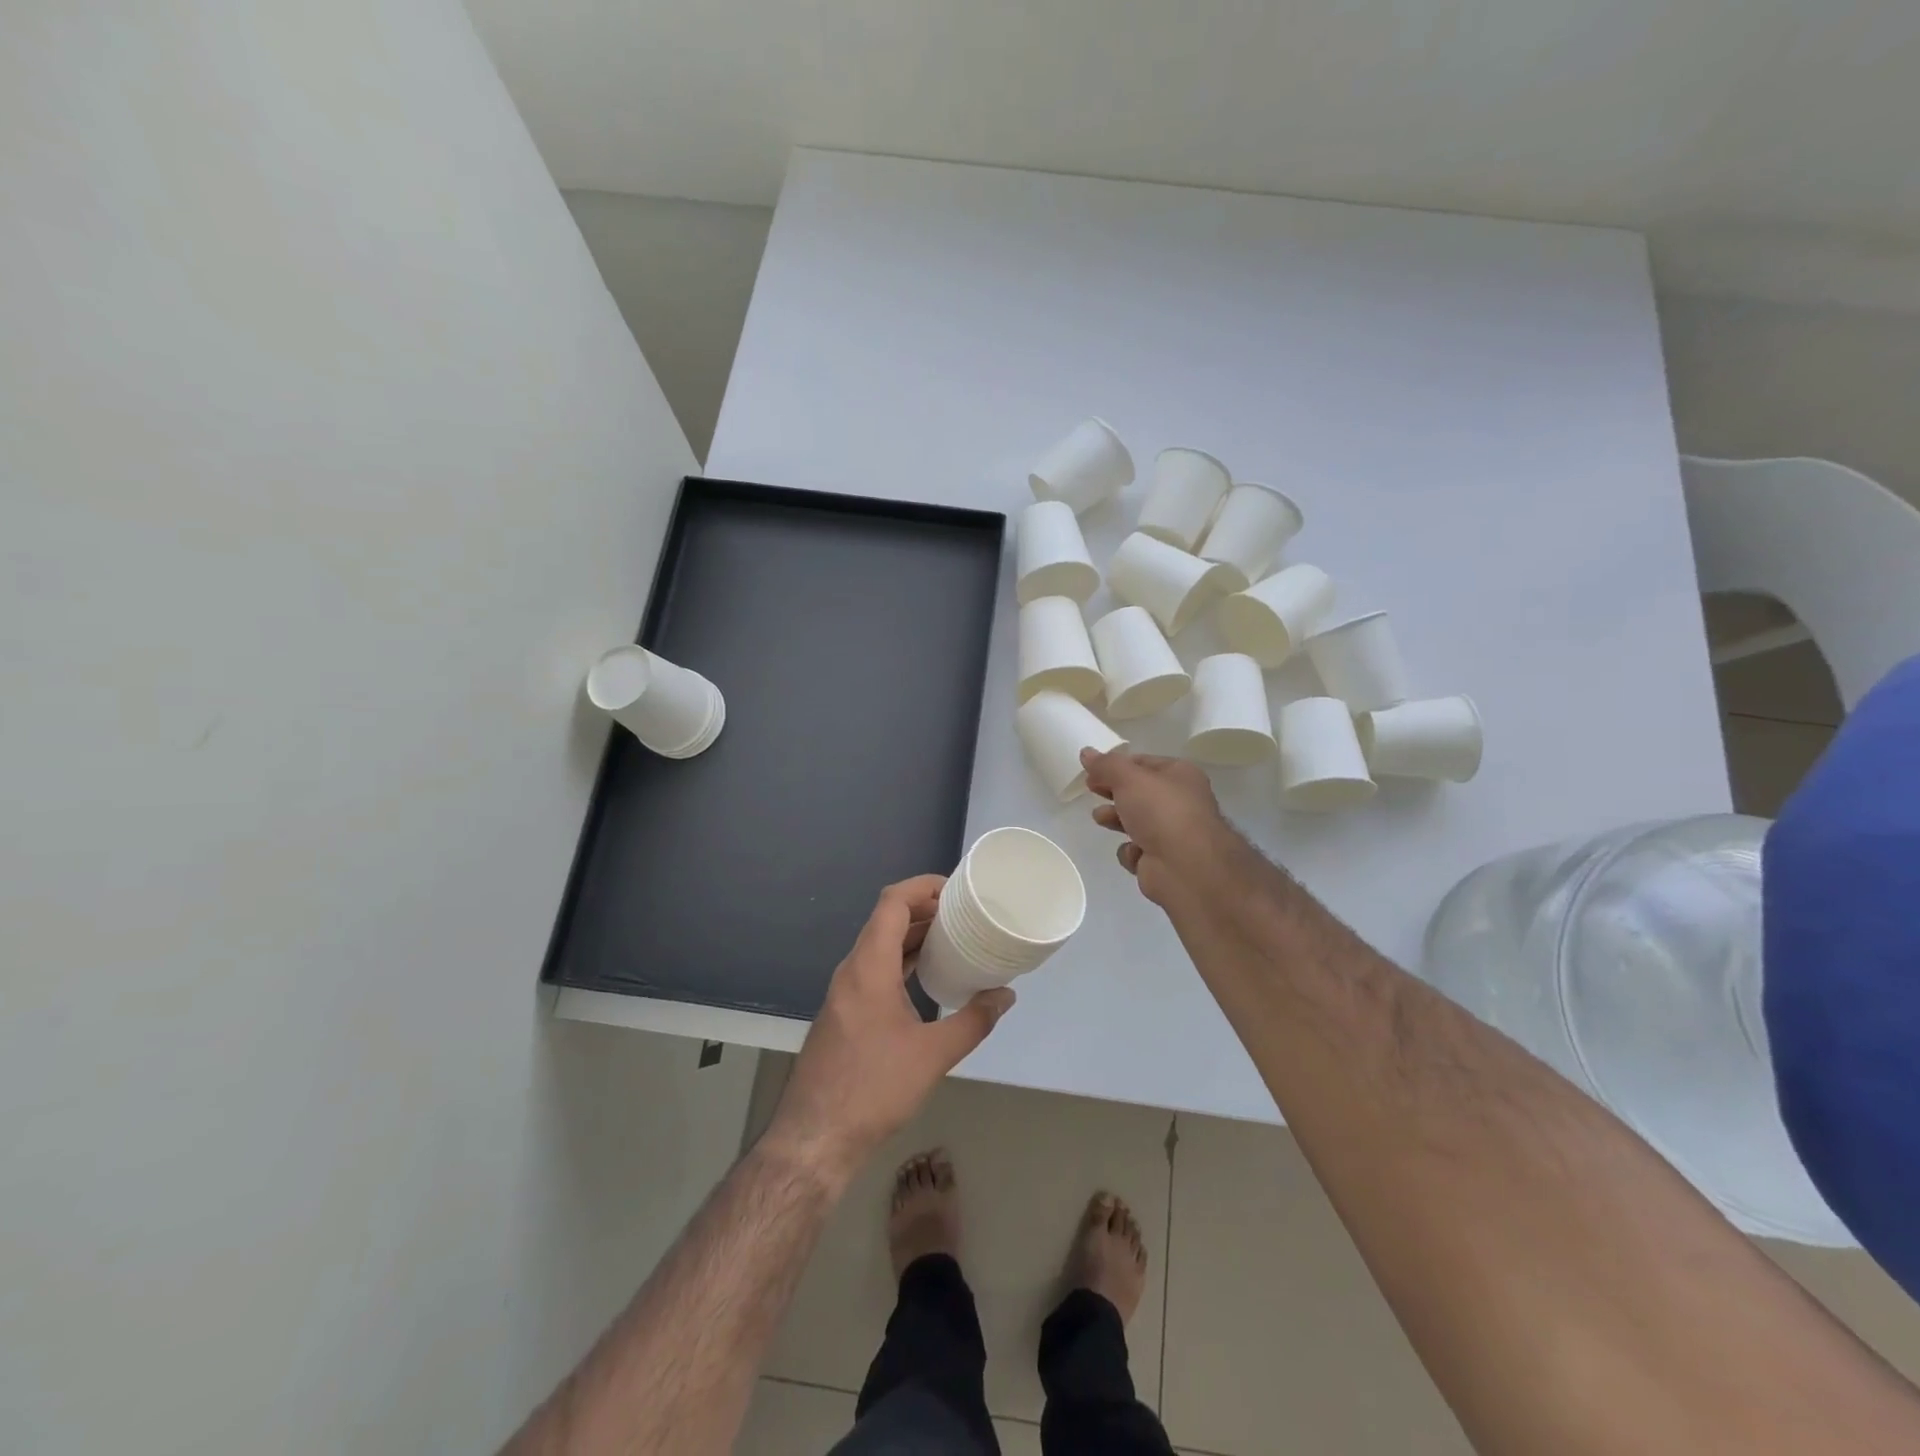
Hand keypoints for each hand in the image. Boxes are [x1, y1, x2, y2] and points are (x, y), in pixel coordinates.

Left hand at [764, 875, 1014, 1183]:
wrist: (815, 1137)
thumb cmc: (873, 1088)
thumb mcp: (933, 1055)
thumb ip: (974, 1021)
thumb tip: (1006, 995)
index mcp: (869, 966)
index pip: (892, 902)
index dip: (922, 886)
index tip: (956, 888)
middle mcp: (853, 970)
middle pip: (887, 920)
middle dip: (925, 910)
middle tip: (965, 912)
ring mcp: (845, 992)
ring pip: (881, 946)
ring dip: (914, 937)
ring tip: (954, 938)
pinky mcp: (845, 1013)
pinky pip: (876, 970)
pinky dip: (902, 961)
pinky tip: (927, 977)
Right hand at [1082, 747, 1231, 904]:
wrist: (1186, 867)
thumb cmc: (1160, 811)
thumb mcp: (1128, 779)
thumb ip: (1105, 765)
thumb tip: (1086, 752)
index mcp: (1180, 775)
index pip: (1144, 763)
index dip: (1116, 765)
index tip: (1092, 770)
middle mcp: (1180, 801)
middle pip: (1139, 792)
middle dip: (1113, 792)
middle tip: (1091, 789)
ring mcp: (1173, 833)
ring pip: (1137, 821)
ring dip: (1116, 819)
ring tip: (1100, 818)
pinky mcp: (1163, 861)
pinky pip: (1138, 850)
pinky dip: (1131, 851)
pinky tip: (1133, 851)